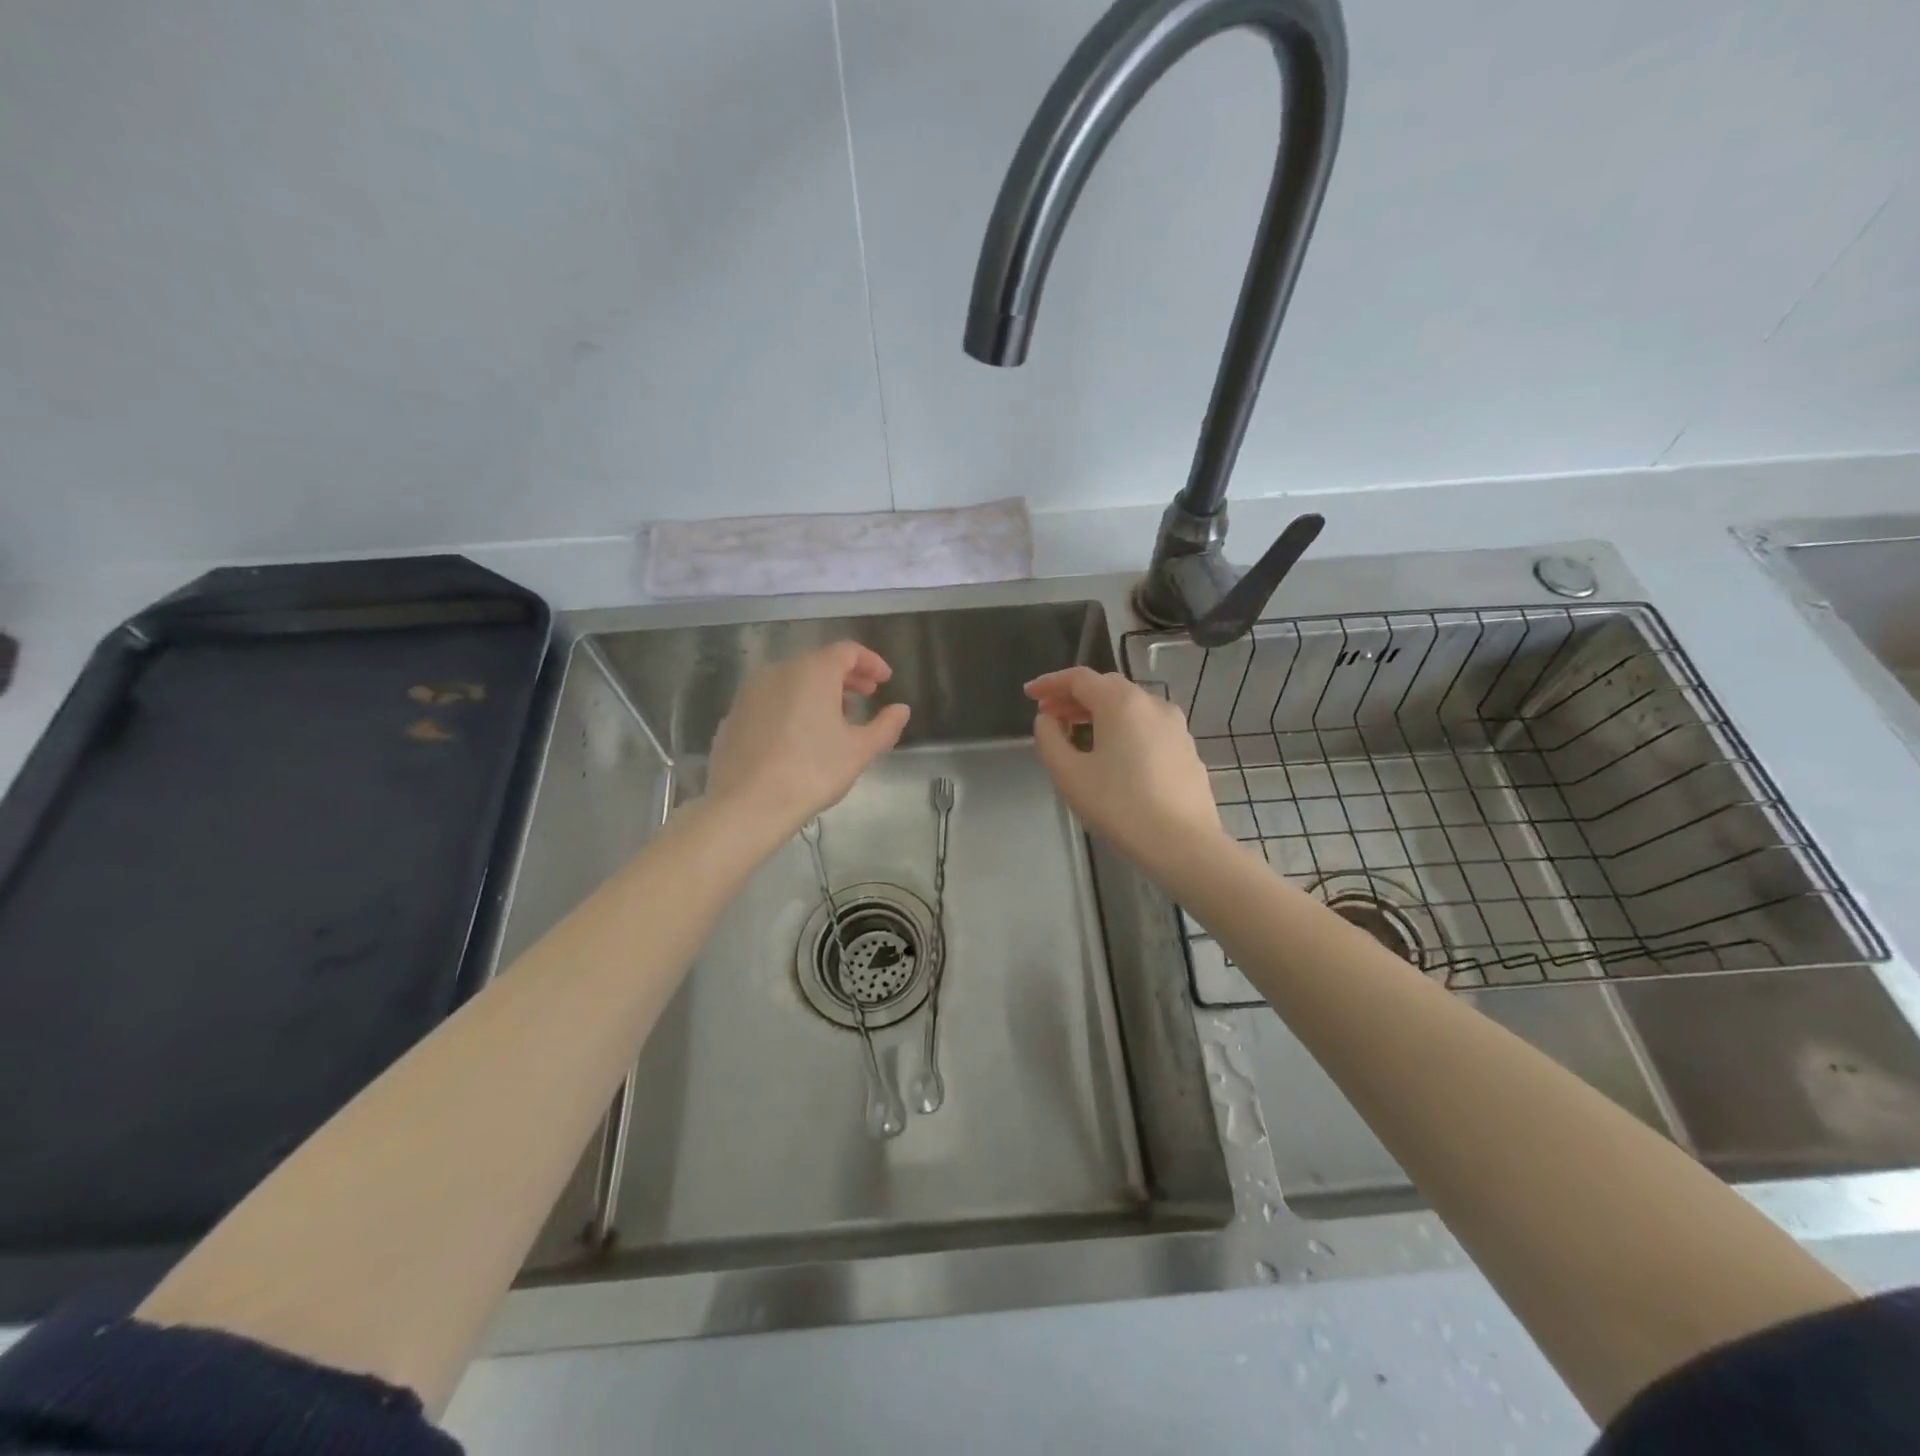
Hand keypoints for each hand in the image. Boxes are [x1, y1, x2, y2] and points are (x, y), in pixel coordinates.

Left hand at [706, 641, 910, 837]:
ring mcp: (750, 692)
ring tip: (835, 719)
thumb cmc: (812, 771)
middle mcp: (779, 671)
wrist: (746, 804)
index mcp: (813, 671)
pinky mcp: (733, 715)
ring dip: (818, 692)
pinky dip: (791, 707)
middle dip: (846, 678)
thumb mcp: (859, 750)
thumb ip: (885, 726)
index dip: (871, 662)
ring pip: (792, 681)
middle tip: (867, 697)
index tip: (885, 681)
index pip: (847, 651)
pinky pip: (771, 701)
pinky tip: (799, 736)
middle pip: (818, 663)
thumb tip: (901, 709)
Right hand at [1025, 667, 1223, 871]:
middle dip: (1073, 697)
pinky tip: (1113, 754)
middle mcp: (1151, 703)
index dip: (1050, 683)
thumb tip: (1047, 719)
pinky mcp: (1186, 747)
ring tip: (1077, 735)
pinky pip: (1146, 725)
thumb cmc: (1120, 806)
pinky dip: (1122, 727)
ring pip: (1129, 705)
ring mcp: (1174, 725)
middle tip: (1049, 716)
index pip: (1079, 678)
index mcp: (1121, 703)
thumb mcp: (1069, 774)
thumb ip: (1049, 739)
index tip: (1029, 695)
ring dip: (1098, 712)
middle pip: (1106, 687)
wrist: (1183, 843)